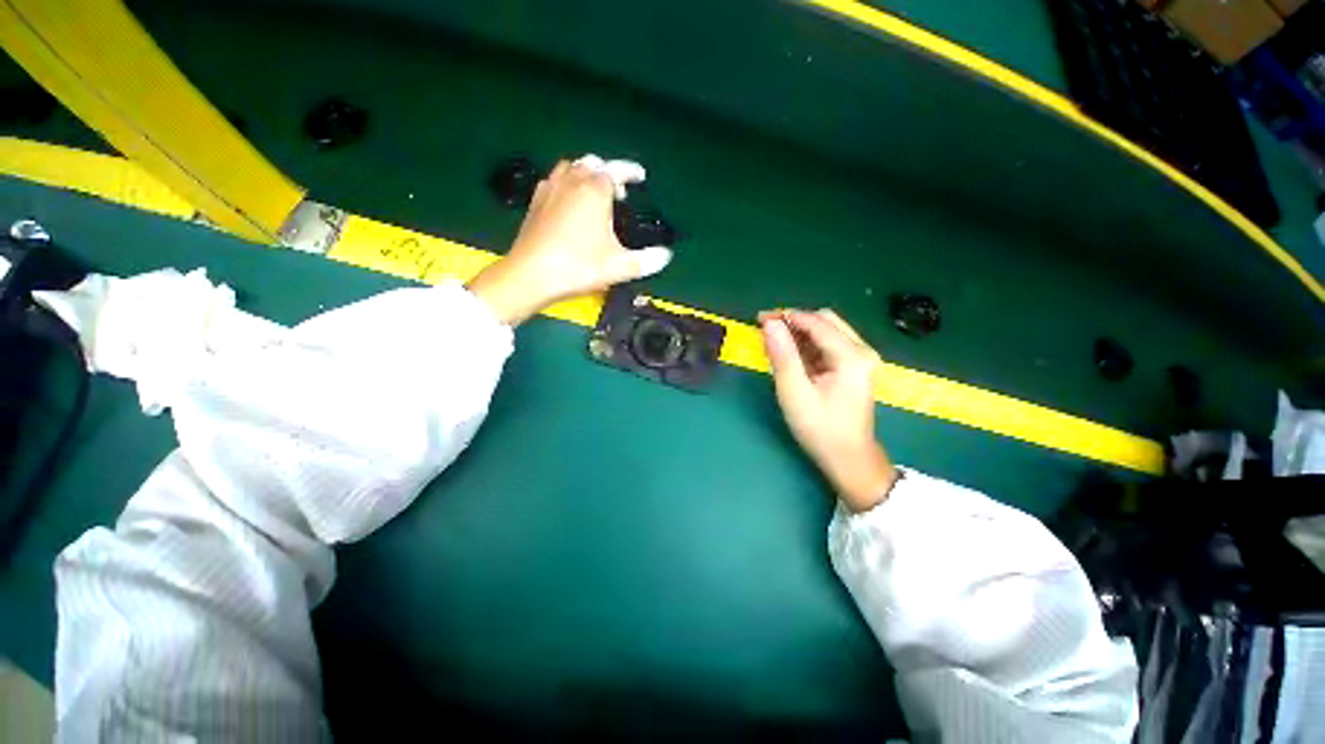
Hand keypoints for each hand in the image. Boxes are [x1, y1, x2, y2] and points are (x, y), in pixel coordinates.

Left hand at [467, 156, 672, 324]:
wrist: (531, 274)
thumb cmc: (579, 267)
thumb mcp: (619, 267)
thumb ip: (647, 261)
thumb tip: (666, 256)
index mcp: (594, 190)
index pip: (616, 170)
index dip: (630, 171)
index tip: (640, 176)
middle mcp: (572, 181)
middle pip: (592, 164)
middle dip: (608, 172)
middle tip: (619, 192)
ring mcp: (550, 189)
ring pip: (571, 168)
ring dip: (586, 174)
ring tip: (596, 193)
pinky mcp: (535, 202)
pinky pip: (555, 180)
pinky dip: (567, 183)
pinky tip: (569, 201)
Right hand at [760, 309, 897, 511]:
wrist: (848, 458)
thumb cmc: (820, 428)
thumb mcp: (794, 392)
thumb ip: (782, 355)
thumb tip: (770, 324)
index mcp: (851, 356)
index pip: (816, 322)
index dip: (787, 316)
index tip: (760, 319)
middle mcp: (861, 351)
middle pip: (825, 321)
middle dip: (794, 321)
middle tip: (767, 330)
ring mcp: (860, 359)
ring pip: (827, 331)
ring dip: (800, 333)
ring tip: (774, 343)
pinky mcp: (854, 367)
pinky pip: (828, 345)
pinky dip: (808, 345)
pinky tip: (790, 355)